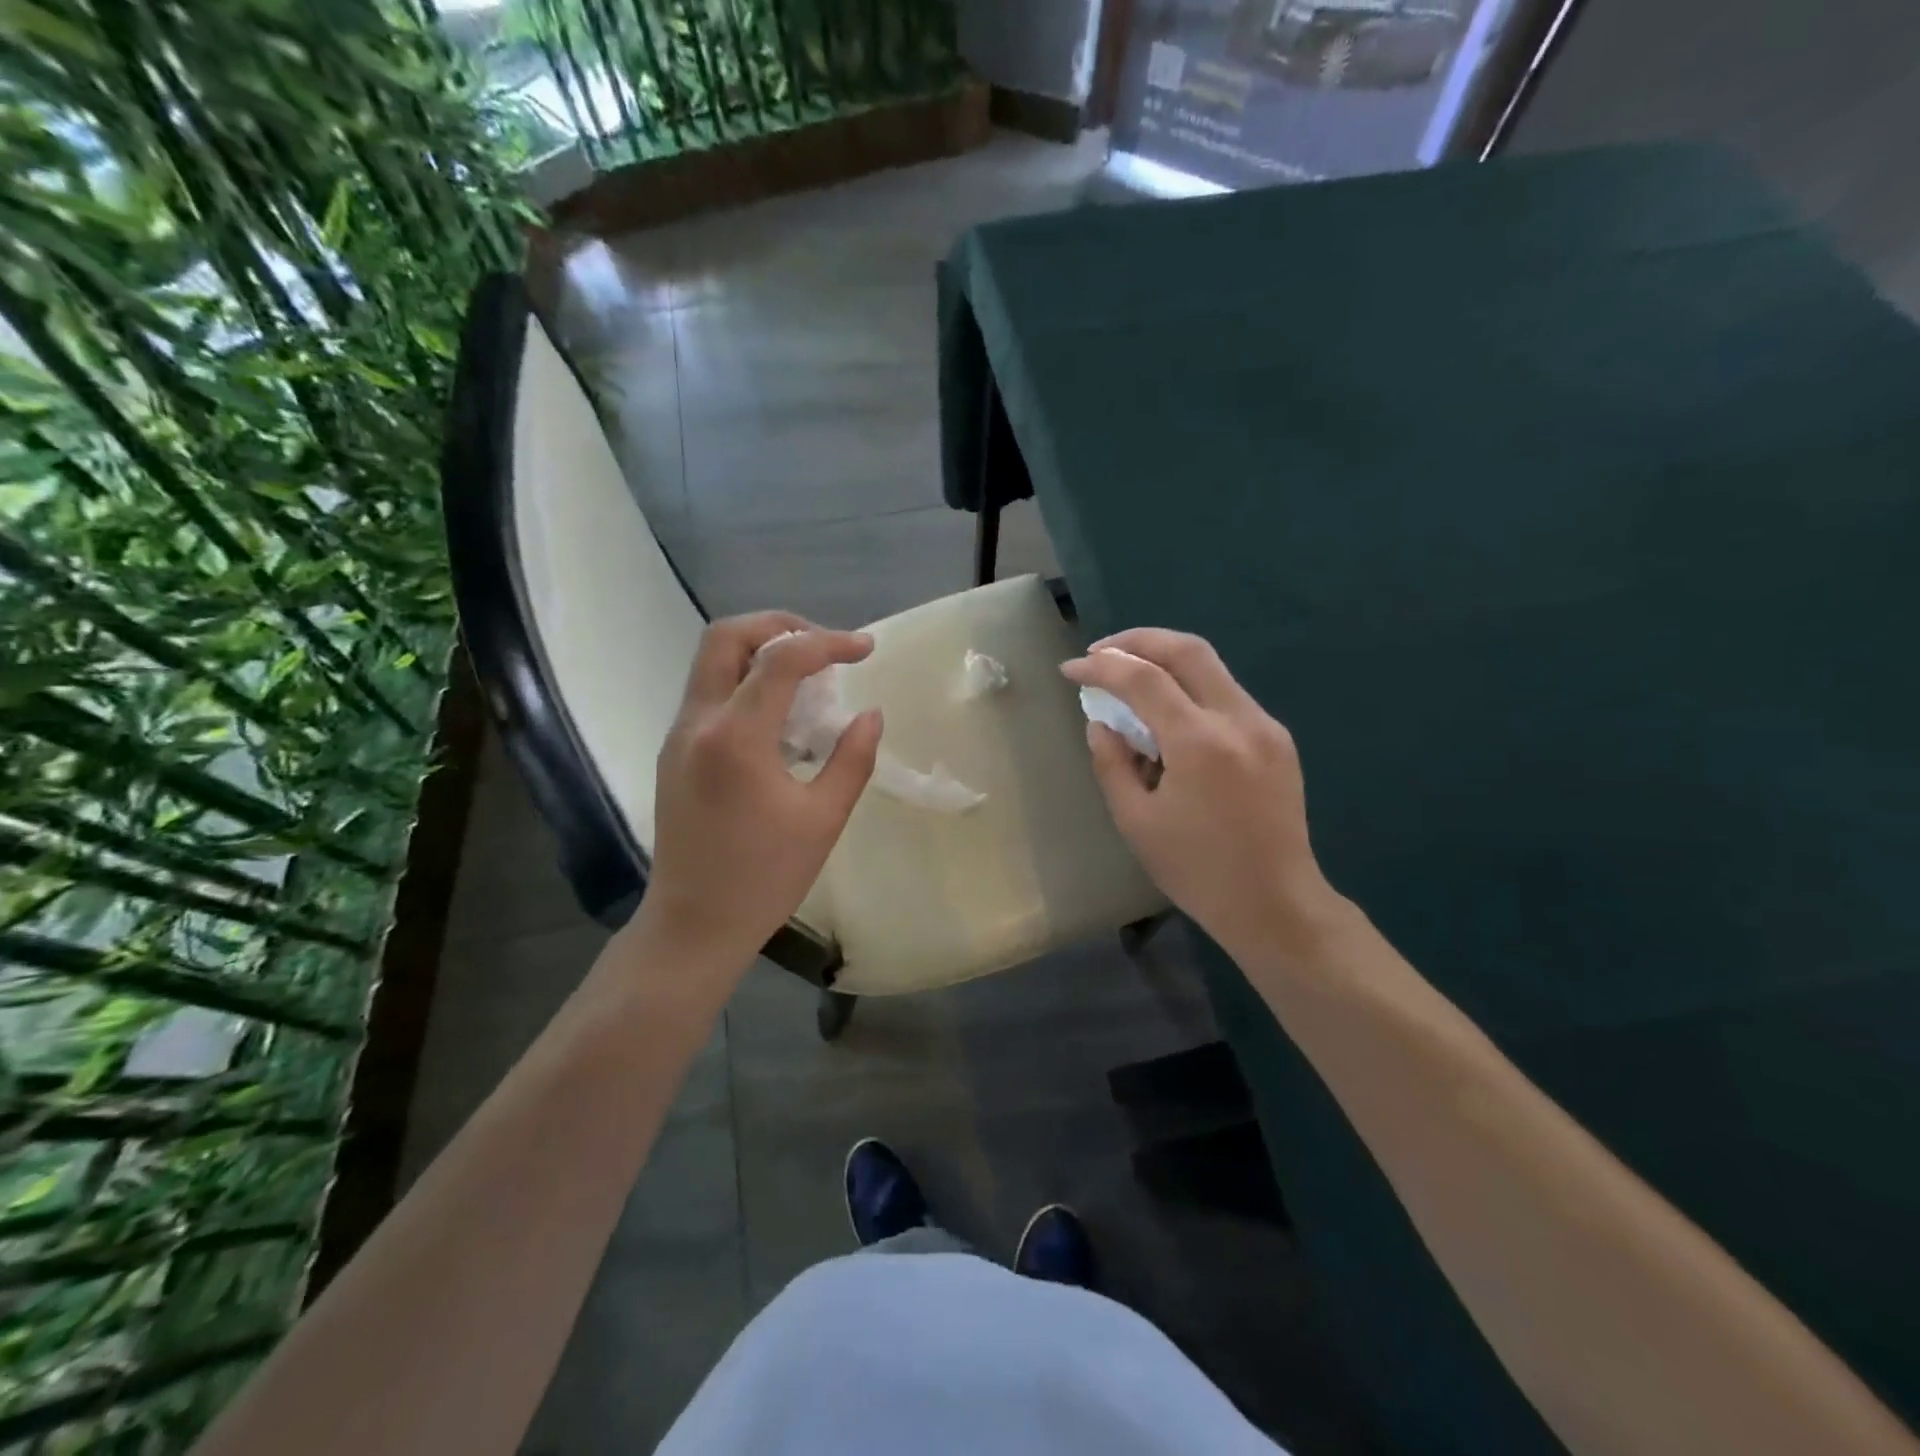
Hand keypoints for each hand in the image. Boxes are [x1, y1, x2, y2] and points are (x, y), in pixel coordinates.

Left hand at [637, 613, 880, 977]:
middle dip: (780, 626)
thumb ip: (852, 758)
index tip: (866, 649)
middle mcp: (697, 722)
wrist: (693, 925)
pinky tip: (780, 715)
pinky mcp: (673, 752)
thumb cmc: (764, 878)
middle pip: (726, 636)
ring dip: (761, 651)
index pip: (781, 659)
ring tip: (809, 676)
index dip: (829, 643)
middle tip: (825, 647)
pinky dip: (745, 680)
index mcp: (735, 738)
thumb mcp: (823, 819)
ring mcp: (678, 735)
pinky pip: (708, 692)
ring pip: (711, 660)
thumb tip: (871, 715)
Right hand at [1061, 629, 1342, 961]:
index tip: (1070, 670)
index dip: (1101, 667)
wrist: (1275, 904)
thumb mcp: (1135, 821)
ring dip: (1164, 662)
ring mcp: (1264, 726)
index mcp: (1200, 743)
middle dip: (1138, 641)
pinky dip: (1189, 690)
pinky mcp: (1277, 739)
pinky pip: (1225, 695)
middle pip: (1188, 649)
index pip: (1143, 678)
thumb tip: (1102, 723)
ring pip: (1211, 667)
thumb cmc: (1197, 870)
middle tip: (1101, 653)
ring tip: (1127, 680)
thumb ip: (1111, 763)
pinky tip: (1166, 715)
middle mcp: (1239, 720)